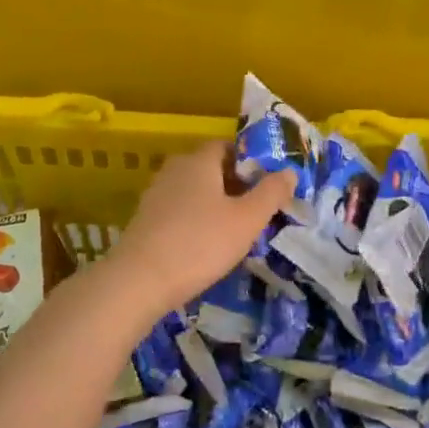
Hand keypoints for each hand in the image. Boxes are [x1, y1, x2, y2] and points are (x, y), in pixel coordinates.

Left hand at [108, 141, 291, 309]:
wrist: (139, 281)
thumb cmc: (200, 243)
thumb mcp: (247, 220)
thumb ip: (271, 193)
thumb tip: (289, 171)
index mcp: (199, 161)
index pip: (227, 146)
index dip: (250, 160)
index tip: (268, 183)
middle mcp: (174, 170)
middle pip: (210, 168)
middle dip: (235, 184)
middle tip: (258, 208)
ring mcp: (156, 195)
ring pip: (194, 191)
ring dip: (216, 204)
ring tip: (237, 229)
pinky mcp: (146, 220)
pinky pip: (180, 210)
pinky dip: (197, 220)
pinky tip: (207, 244)